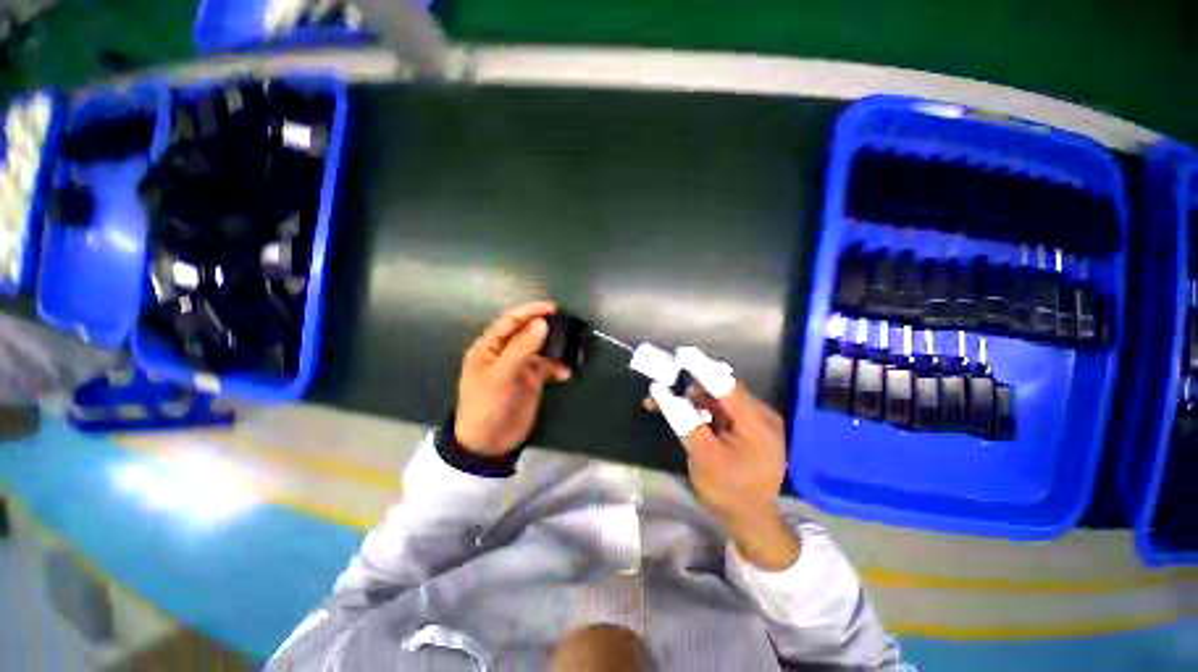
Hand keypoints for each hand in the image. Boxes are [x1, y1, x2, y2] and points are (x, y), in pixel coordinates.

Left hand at [455, 301, 571, 456]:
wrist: (490, 442)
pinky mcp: (533, 379)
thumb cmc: (487, 405)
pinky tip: (567, 373)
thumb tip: (542, 322)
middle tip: (568, 326)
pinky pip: (549, 367)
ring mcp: (521, 365)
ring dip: (556, 348)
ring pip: (542, 348)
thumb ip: (521, 348)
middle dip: (547, 328)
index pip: (511, 321)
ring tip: (572, 348)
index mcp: (490, 346)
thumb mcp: (501, 375)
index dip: (531, 311)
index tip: (553, 308)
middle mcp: (506, 352)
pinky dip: (559, 368)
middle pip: (528, 332)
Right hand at [647, 348, 798, 569]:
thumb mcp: (703, 456)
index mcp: (756, 422)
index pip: (725, 384)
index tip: (680, 354)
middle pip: (721, 390)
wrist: (751, 521)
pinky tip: (685, 415)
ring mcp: (756, 422)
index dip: (701, 367)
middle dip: (690, 388)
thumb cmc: (729, 492)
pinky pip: (722, 411)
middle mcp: (760, 415)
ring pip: (718, 400)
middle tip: (662, 388)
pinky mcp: (748, 429)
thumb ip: (684, 420)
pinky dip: (702, 411)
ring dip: (693, 401)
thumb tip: (661, 392)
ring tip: (665, 404)